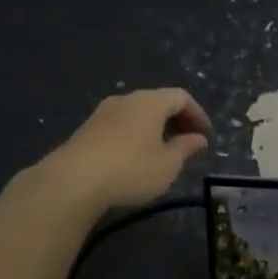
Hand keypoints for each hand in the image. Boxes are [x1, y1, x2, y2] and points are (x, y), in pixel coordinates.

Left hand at [42, 88, 211, 210]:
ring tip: (163, 151)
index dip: (197, 114)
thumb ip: (186, 148)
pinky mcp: (86, 130)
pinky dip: (135, 135)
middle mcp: (126, 99)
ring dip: (154, 128)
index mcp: (150, 102)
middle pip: (157, 101)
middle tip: (187, 142)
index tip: (205, 136)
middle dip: (176, 120)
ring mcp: (102, 113)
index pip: (181, 97)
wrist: (72, 181)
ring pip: (137, 113)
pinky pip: (120, 125)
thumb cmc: (131, 169)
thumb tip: (198, 138)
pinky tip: (135, 157)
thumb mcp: (168, 164)